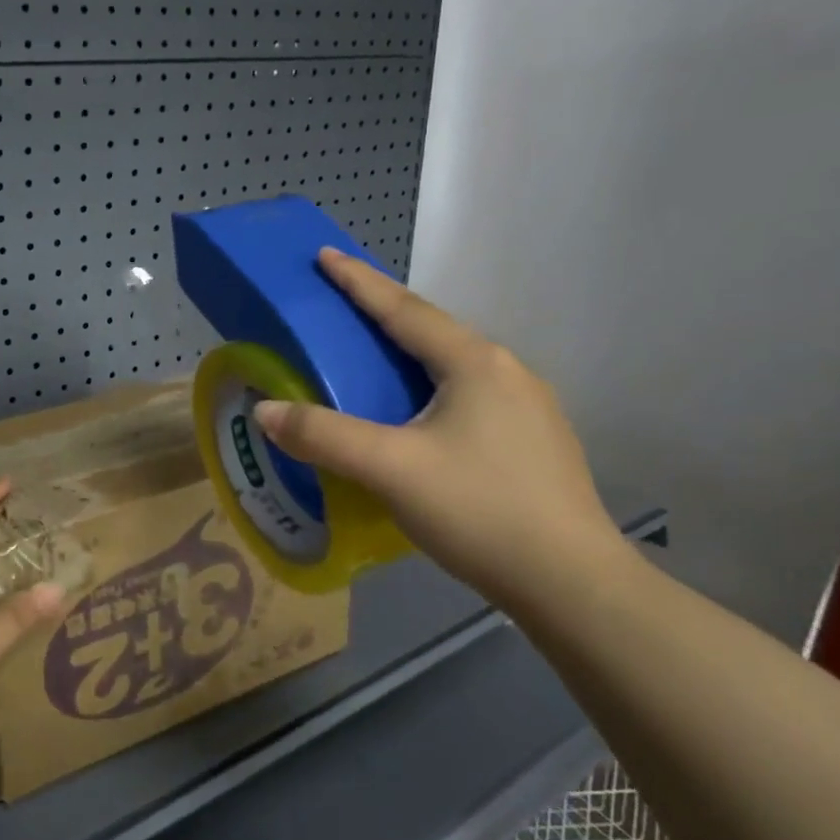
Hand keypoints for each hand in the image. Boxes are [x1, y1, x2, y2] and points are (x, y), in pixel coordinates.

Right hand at [254, 249, 618, 602]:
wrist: (573, 584)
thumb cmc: (480, 510)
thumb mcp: (390, 469)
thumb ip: (324, 436)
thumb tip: (266, 411)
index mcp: (473, 363)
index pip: (403, 310)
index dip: (359, 281)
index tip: (326, 254)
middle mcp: (506, 371)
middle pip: (432, 330)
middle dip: (384, 312)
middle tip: (341, 307)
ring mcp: (528, 407)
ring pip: (453, 364)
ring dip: (409, 351)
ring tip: (372, 358)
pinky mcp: (533, 440)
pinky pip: (468, 394)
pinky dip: (430, 385)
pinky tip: (417, 414)